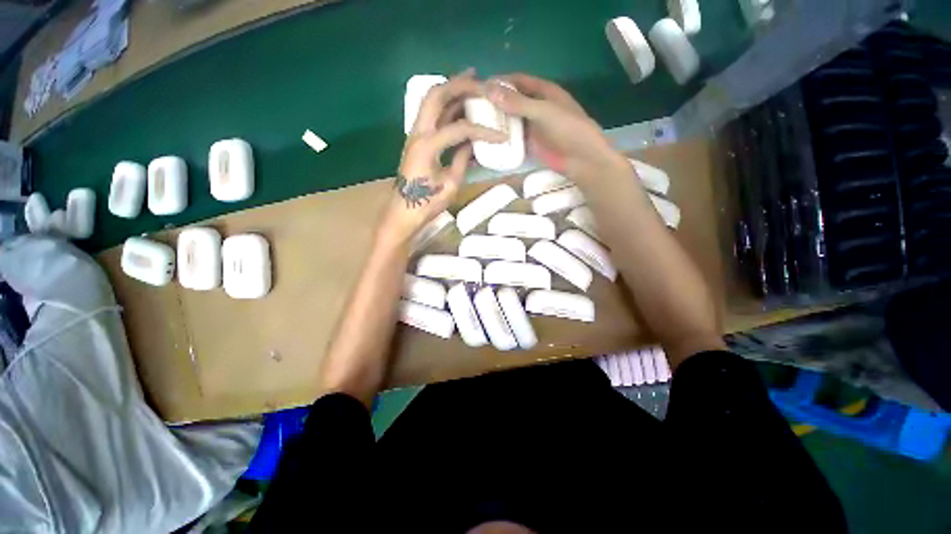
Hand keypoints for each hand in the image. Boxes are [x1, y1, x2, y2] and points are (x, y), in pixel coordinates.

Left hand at [377, 71, 506, 244]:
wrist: (404, 211)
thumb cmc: (427, 204)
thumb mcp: (451, 185)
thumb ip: (462, 160)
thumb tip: (473, 144)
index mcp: (427, 145)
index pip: (460, 128)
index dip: (483, 131)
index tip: (502, 137)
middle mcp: (418, 132)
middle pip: (436, 95)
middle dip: (459, 85)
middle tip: (480, 81)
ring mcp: (415, 133)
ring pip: (431, 100)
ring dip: (450, 89)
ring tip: (470, 80)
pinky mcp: (417, 139)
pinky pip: (431, 114)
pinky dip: (446, 105)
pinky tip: (459, 103)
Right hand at [486, 73, 628, 181]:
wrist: (581, 159)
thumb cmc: (568, 129)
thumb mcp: (543, 112)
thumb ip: (518, 102)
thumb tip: (489, 90)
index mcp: (544, 91)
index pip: (518, 81)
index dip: (500, 81)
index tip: (480, 86)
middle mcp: (537, 106)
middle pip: (512, 101)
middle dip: (495, 103)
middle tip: (473, 107)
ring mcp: (533, 127)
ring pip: (511, 120)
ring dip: (497, 121)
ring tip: (476, 123)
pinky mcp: (531, 144)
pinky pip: (514, 138)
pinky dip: (503, 138)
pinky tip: (488, 140)